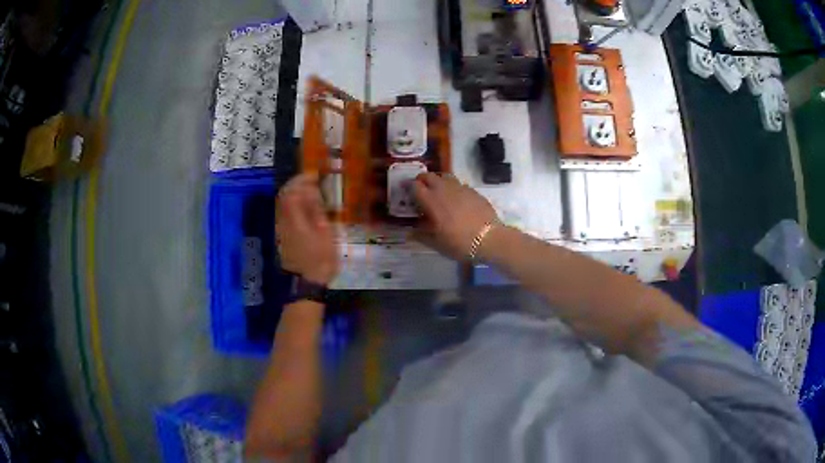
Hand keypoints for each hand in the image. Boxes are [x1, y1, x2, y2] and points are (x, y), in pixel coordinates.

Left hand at [276, 173, 337, 285]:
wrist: (308, 283)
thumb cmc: (321, 258)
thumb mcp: (325, 232)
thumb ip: (316, 209)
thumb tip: (312, 189)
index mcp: (293, 218)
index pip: (292, 191)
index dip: (302, 179)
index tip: (315, 175)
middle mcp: (283, 220)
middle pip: (285, 195)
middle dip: (297, 184)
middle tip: (313, 180)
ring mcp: (281, 229)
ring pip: (283, 204)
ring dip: (295, 193)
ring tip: (311, 191)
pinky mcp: (282, 236)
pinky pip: (284, 213)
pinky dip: (294, 204)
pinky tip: (305, 207)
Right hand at [413, 173, 498, 260]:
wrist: (489, 239)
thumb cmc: (459, 243)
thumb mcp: (437, 244)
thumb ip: (421, 235)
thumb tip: (410, 232)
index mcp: (431, 201)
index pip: (415, 186)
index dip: (410, 187)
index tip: (408, 192)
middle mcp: (444, 190)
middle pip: (429, 176)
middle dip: (422, 180)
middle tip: (421, 189)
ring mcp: (460, 188)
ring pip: (445, 176)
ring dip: (438, 181)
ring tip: (438, 191)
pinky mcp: (473, 191)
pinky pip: (459, 184)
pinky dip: (453, 188)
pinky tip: (456, 199)